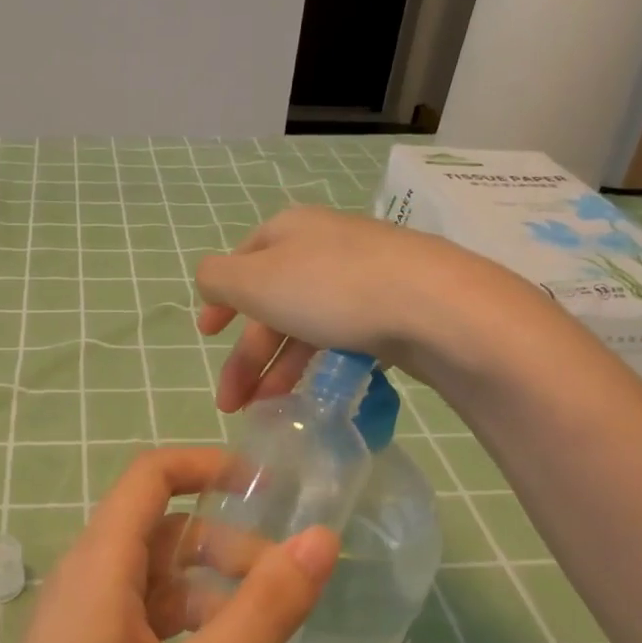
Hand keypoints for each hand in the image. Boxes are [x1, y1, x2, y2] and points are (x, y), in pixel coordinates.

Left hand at [0, 447, 337, 642]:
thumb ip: (261, 614)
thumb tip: (321, 539)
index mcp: (100, 568)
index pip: (151, 477)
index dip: (209, 467)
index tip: (273, 490)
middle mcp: (93, 591)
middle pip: (177, 546)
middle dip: (242, 571)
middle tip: (296, 616)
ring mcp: (93, 641)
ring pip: (177, 610)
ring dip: (235, 637)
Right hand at [193, 205, 477, 411]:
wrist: (434, 307)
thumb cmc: (331, 289)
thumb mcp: (255, 281)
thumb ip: (218, 280)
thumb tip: (210, 283)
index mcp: (289, 231)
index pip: (242, 261)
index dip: (221, 300)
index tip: (206, 337)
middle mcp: (324, 246)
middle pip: (272, 303)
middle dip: (247, 356)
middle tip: (231, 403)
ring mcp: (362, 275)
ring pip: (306, 324)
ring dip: (279, 369)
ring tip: (268, 411)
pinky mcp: (393, 307)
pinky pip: (341, 336)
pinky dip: (319, 365)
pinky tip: (315, 393)